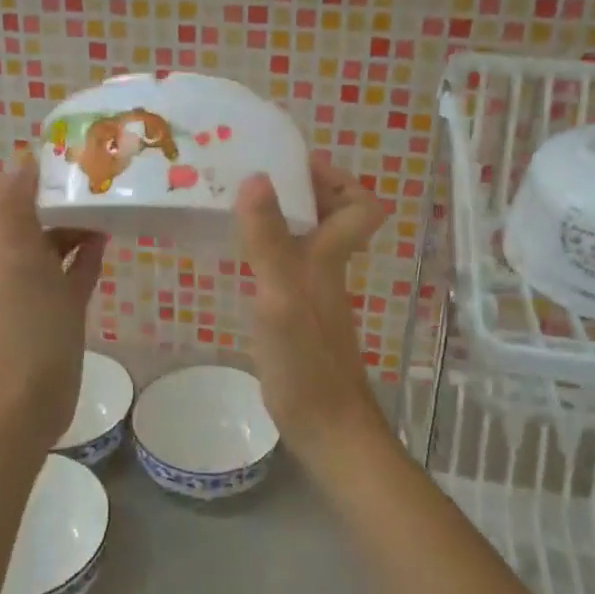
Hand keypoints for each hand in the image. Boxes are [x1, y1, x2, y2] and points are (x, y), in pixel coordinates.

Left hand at [0, 152, 106, 453]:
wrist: (27, 400)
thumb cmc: (26, 327)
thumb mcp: (19, 260)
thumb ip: (15, 209)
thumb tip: (22, 157)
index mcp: (4, 243)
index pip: (16, 191)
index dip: (38, 167)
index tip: (75, 145)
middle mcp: (18, 259)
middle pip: (40, 212)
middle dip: (65, 189)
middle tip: (105, 166)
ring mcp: (40, 286)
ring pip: (59, 239)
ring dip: (80, 218)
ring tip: (114, 195)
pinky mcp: (61, 308)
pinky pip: (75, 269)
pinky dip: (88, 250)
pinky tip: (109, 236)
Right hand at [235, 157, 389, 464]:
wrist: (324, 427)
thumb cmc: (306, 360)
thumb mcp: (280, 294)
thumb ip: (268, 238)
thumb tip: (257, 176)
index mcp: (329, 255)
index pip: (362, 204)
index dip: (337, 179)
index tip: (293, 166)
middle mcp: (326, 268)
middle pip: (330, 215)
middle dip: (298, 190)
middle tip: (250, 177)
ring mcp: (311, 293)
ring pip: (304, 239)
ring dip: (276, 218)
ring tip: (232, 205)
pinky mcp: (295, 315)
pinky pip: (284, 266)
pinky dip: (264, 252)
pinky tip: (234, 257)